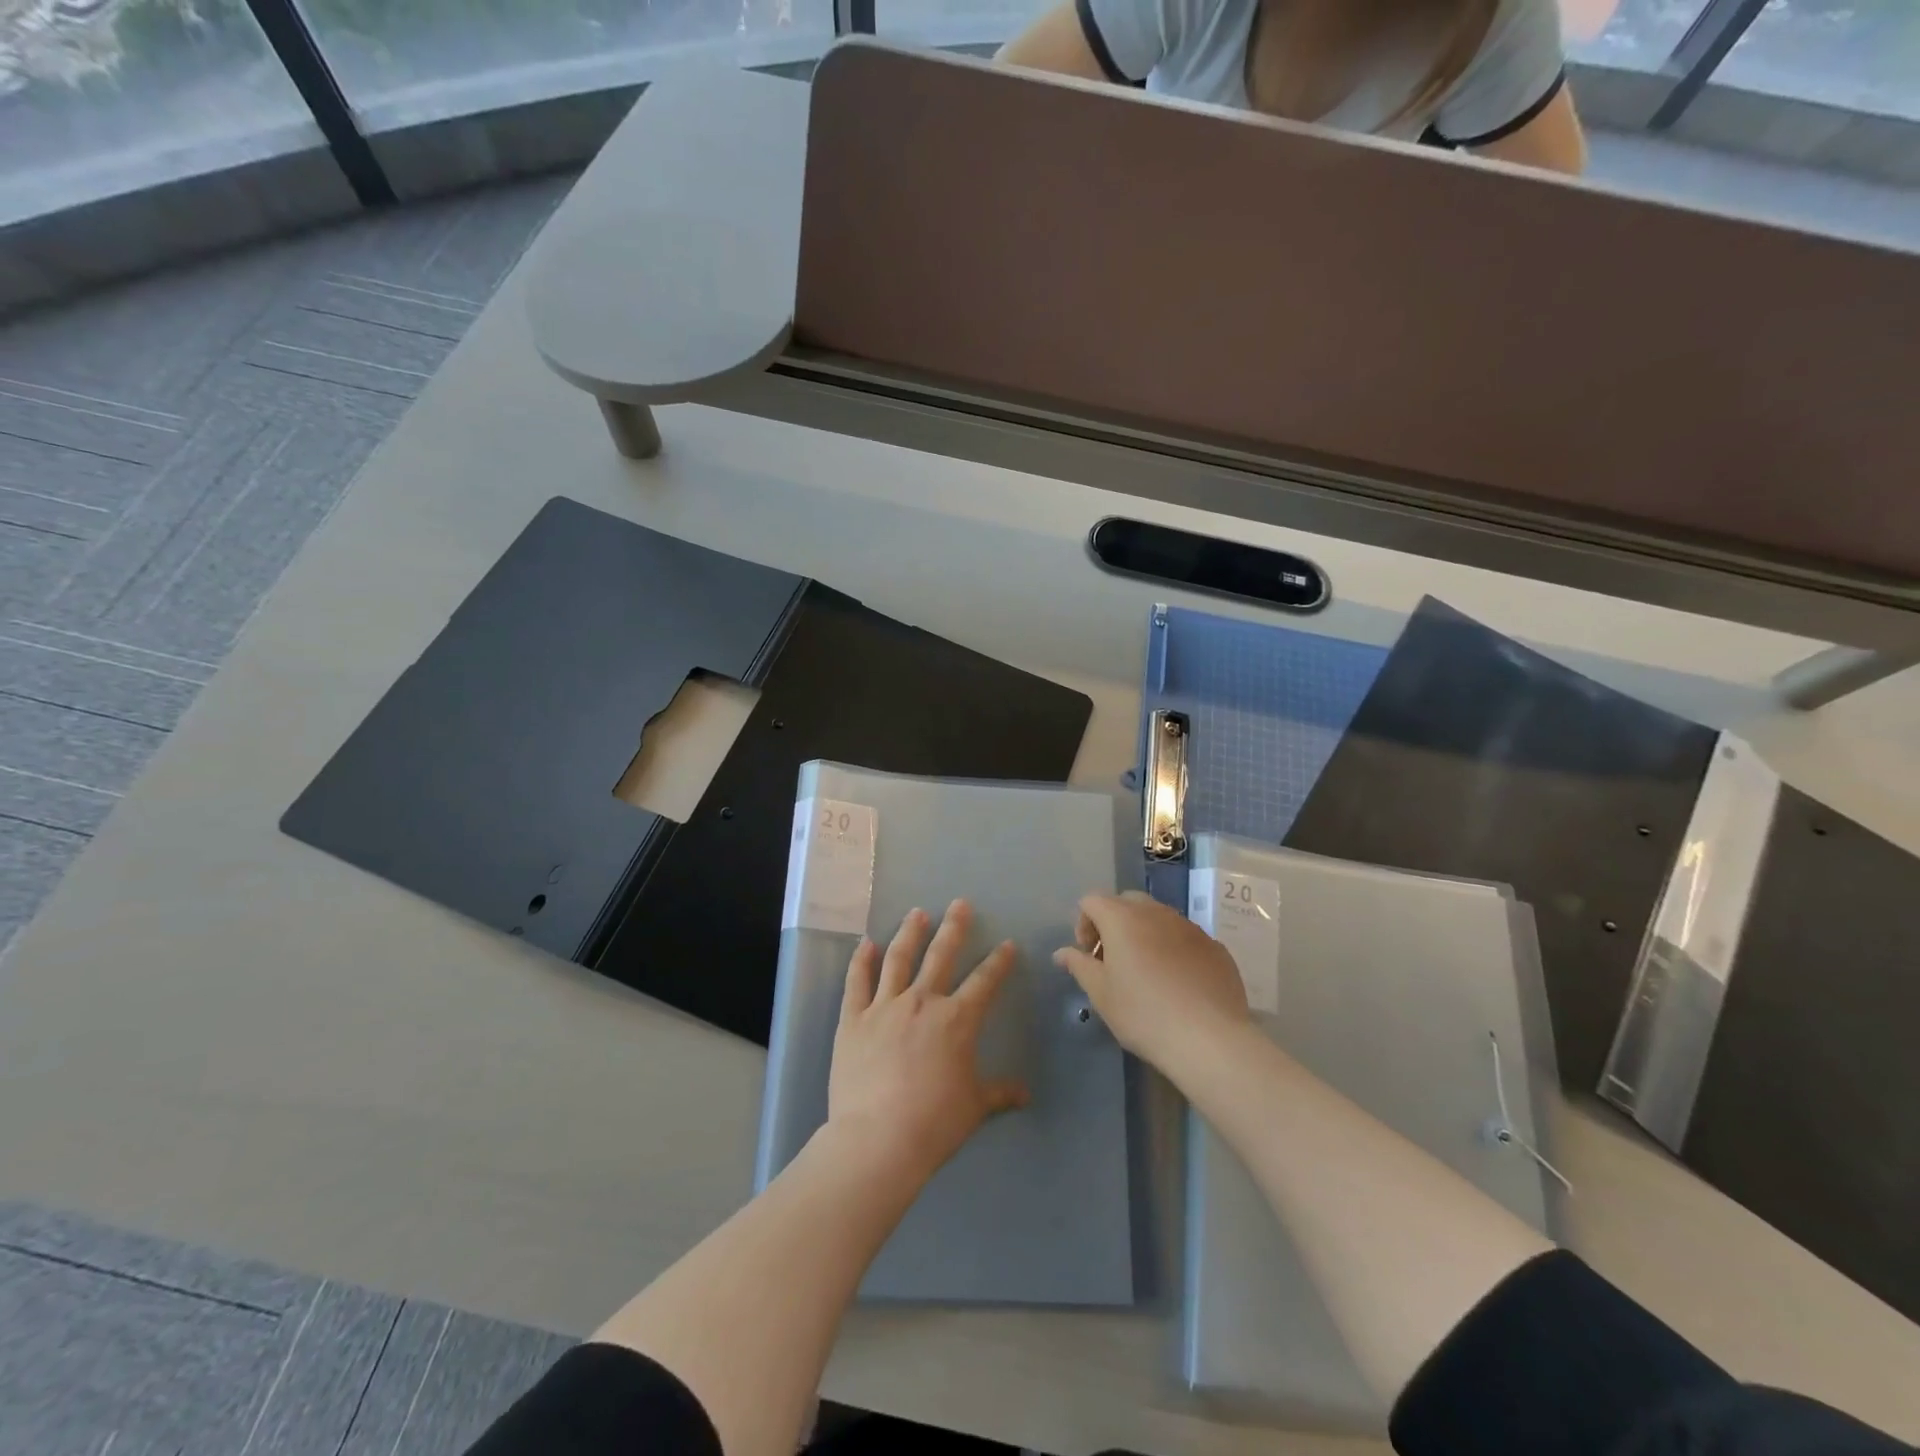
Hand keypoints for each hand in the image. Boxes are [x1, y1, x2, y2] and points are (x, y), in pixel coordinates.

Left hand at [827, 900, 1028, 1186]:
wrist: (879, 1138)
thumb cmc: (935, 1122)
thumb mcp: (975, 1107)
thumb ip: (999, 1093)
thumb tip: (1025, 1094)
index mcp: (957, 1019)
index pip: (984, 981)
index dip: (998, 961)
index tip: (1007, 944)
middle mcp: (923, 1002)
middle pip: (941, 955)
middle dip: (953, 928)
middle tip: (959, 904)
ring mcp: (885, 1006)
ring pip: (899, 959)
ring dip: (909, 933)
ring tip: (917, 913)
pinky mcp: (854, 1019)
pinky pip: (858, 982)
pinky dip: (861, 960)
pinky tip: (865, 943)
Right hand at [1053, 890, 1250, 1073]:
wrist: (1209, 1039)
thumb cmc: (1143, 1014)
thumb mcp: (1101, 994)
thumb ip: (1079, 966)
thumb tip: (1062, 953)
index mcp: (1122, 918)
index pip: (1092, 900)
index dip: (1083, 924)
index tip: (1089, 957)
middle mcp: (1157, 912)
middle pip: (1127, 902)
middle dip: (1114, 923)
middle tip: (1114, 960)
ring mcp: (1190, 927)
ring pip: (1159, 917)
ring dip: (1145, 934)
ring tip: (1147, 973)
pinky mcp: (1215, 947)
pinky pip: (1185, 938)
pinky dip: (1174, 949)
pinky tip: (1178, 984)